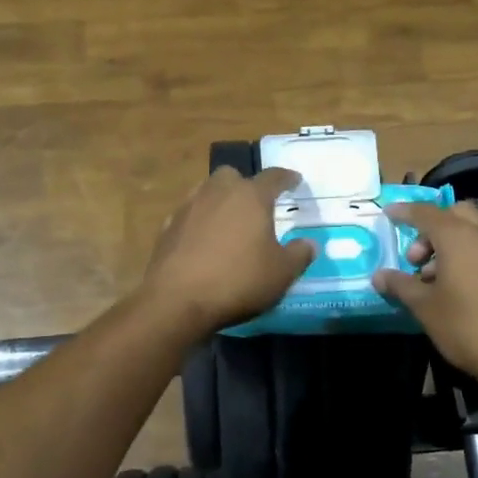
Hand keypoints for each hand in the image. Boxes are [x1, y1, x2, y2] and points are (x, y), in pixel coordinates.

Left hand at [143, 168, 315, 335]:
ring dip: (220, 202)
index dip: (287, 178)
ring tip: (230, 224)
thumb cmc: (239, 281)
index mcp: (251, 196)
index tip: (295, 180)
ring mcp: (189, 207)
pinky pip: (190, 215)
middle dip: (245, 186)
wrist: (177, 301)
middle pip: (233, 176)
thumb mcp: (282, 273)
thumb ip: (299, 254)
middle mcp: (218, 192)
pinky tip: (204, 242)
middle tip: (255, 205)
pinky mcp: (168, 227)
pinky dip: (200, 223)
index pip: (274, 177)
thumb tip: (309, 244)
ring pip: (207, 192)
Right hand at [372, 201, 477, 392]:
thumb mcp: (426, 309)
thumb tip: (379, 276)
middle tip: (416, 259)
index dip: (404, 212)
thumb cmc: (469, 328)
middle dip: (431, 227)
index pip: (425, 212)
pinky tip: (463, 286)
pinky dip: (472, 253)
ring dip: (452, 242)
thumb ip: (401, 286)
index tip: (388, 214)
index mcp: (459, 237)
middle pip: (455, 214)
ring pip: (476, 230)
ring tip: (436, 277)